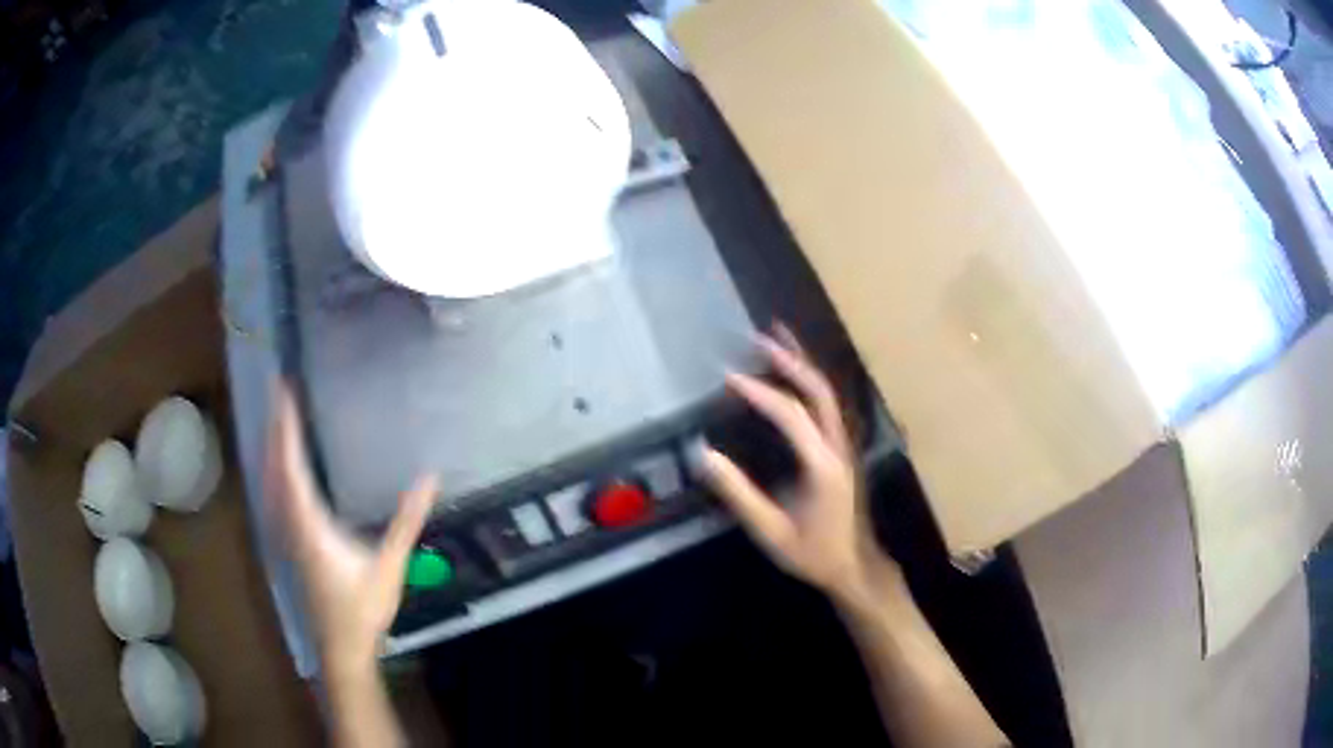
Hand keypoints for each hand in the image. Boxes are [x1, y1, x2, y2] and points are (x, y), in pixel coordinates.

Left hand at [266, 387, 436, 672]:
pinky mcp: (291, 544)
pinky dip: (275, 471)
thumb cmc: (364, 607)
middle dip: (276, 428)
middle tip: (279, 392)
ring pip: (271, 482)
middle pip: (275, 467)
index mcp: (310, 523)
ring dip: (273, 448)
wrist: (342, 645)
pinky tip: (281, 471)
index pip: (292, 466)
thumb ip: (407, 521)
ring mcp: (287, 535)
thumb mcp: (390, 564)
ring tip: (278, 420)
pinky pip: (276, 496)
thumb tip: (430, 478)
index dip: (286, 427)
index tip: (284, 392)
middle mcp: (291, 523)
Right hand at [703, 327, 887, 603]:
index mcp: (822, 465)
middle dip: (790, 360)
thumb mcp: (771, 531)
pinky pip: (828, 405)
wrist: (854, 566)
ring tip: (779, 338)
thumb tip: (705, 456)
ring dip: (803, 363)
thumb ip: (739, 493)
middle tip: (760, 338)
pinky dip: (809, 382)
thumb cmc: (813, 553)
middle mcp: (838, 446)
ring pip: (828, 393)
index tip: (730, 377)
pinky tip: (795, 374)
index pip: (791, 415)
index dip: (761, 392)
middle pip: (819, 391)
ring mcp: (845, 445)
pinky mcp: (843, 449)